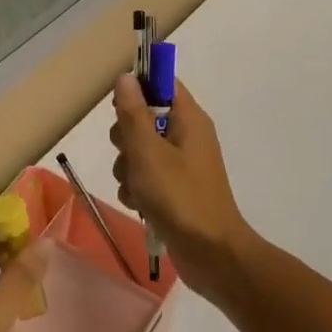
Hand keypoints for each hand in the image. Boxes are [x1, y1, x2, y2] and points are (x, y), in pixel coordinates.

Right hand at [111, 74, 260, 308]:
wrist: (211, 254)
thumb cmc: (179, 196)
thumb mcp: (148, 152)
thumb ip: (133, 114)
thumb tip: (126, 77)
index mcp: (188, 118)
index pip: (162, 83)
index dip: (137, 89)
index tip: (119, 108)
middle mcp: (186, 135)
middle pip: (143, 118)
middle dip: (126, 138)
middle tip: (130, 155)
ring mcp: (181, 164)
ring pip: (138, 151)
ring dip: (128, 168)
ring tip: (136, 188)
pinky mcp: (174, 189)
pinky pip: (145, 177)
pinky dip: (137, 189)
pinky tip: (139, 205)